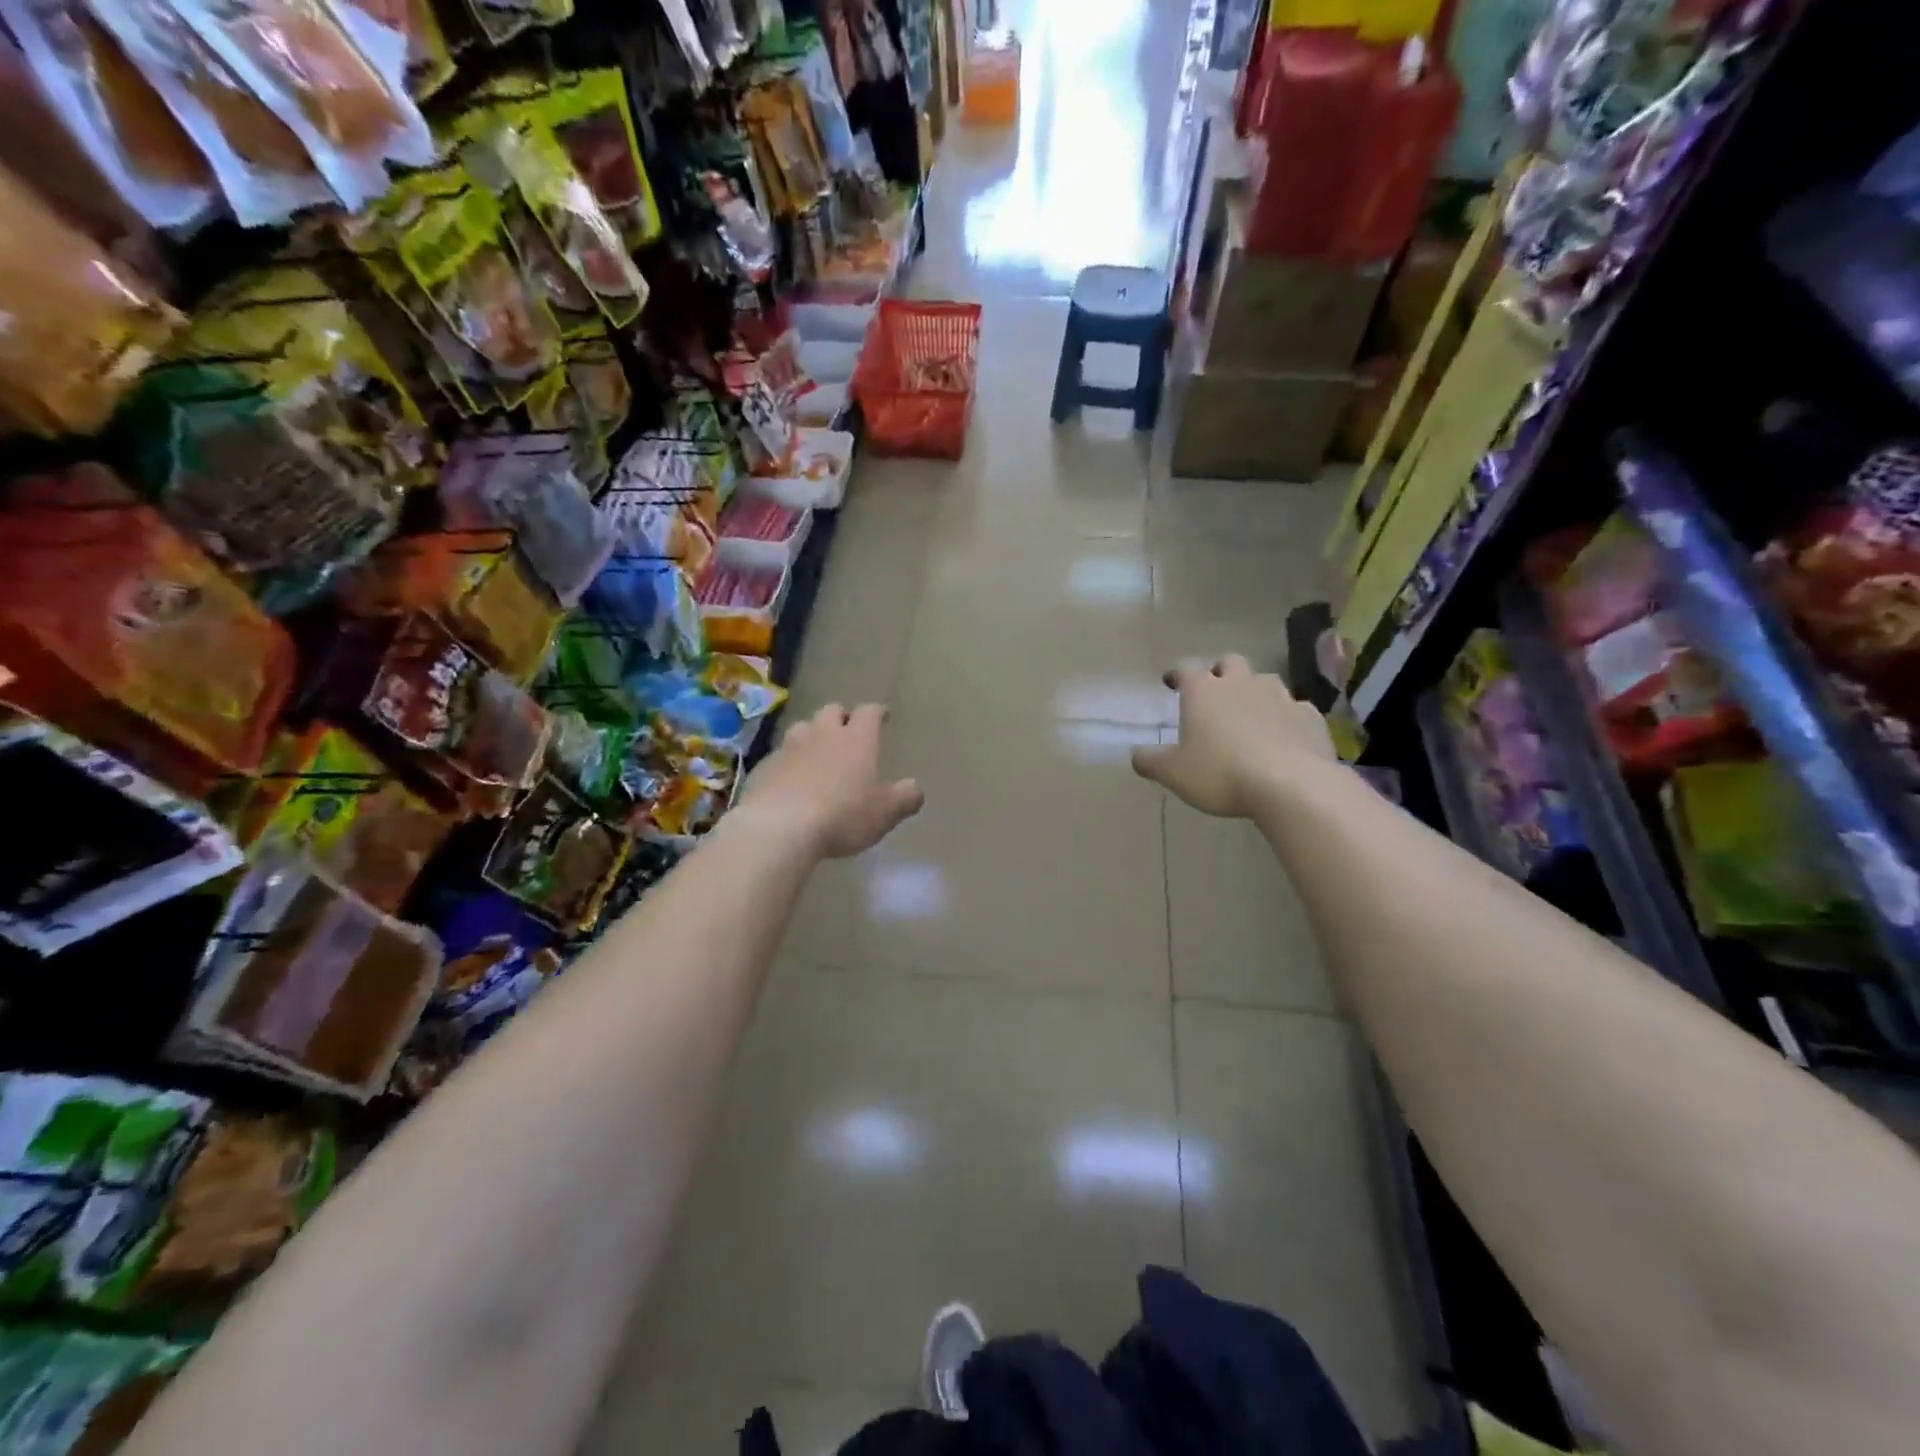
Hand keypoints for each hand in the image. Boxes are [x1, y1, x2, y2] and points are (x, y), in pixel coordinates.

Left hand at [739, 703, 923, 857]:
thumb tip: (915, 788)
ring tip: (817, 749)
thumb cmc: (843, 815)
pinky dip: (789, 761)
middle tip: (847, 730)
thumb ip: (905, 798)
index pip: (869, 713)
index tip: (882, 715)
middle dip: (841, 717)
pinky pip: (780, 755)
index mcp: (857, 739)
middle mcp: (823, 734)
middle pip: (832, 711)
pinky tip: (791, 778)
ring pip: (803, 728)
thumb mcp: (885, 812)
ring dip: (812, 734)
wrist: (781, 827)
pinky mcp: (765, 766)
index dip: (877, 712)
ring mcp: (790, 747)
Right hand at [1132, 655, 1333, 817]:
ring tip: (1249, 715)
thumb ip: (1150, 761)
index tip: (1171, 683)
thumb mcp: (1173, 773)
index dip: (1176, 675)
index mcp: (1203, 692)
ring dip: (1254, 692)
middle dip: (1220, 673)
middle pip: (1229, 663)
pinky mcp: (1309, 716)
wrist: (1292, 785)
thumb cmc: (1221, 773)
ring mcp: (1280, 696)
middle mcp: (1241, 683)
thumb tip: (1136, 755)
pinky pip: (1294, 708)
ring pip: (1264, 681)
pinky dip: (1285, 717)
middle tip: (1214, 693)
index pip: (1185, 670)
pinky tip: (1283, 736)